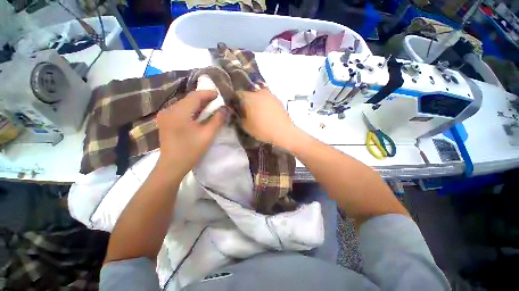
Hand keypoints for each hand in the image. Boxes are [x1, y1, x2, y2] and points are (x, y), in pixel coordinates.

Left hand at [156, 90, 228, 175]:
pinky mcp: (165, 121)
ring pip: (184, 104)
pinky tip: (198, 115)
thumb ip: (217, 120)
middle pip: (189, 99)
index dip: (208, 93)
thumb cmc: (191, 151)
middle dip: (203, 99)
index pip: (195, 96)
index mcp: (179, 112)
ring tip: (210, 107)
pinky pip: (180, 110)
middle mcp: (169, 110)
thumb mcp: (207, 135)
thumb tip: (225, 109)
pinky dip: (191, 110)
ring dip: (198, 104)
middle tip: (217, 101)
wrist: (172, 165)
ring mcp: (165, 115)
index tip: (219, 94)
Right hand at [238, 89, 296, 149]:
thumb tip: (241, 112)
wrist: (283, 132)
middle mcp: (259, 93)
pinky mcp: (277, 99)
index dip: (236, 101)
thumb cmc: (262, 129)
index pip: (238, 94)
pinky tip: (267, 113)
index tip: (238, 108)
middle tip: (247, 111)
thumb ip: (240, 117)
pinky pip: (267, 99)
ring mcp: (270, 95)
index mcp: (249, 98)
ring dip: (256, 101)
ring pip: (259, 95)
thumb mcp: (246, 126)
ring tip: (258, 112)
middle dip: (247, 101)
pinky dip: (265, 103)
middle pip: (249, 93)